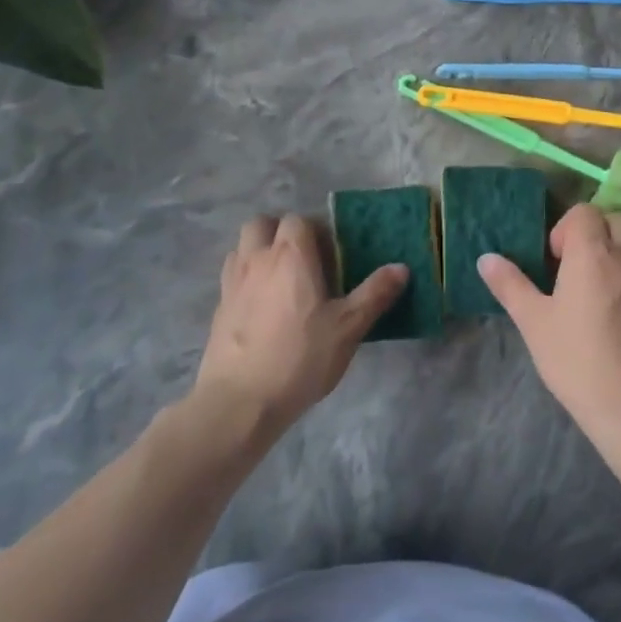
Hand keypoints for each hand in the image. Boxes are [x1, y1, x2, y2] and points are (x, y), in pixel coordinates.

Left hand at [194, 214, 406, 432]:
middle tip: (303, 260)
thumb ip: (375, 294)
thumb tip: (401, 267)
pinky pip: (232, 278)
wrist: (240, 401)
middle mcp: (257, 259)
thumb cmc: (301, 357)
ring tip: (281, 280)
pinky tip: (262, 308)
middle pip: (262, 224)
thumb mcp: (348, 328)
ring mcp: (232, 283)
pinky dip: (246, 280)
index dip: (316, 230)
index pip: (299, 220)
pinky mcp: (218, 309)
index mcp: (291, 255)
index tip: (332, 255)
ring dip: (259, 252)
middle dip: (281, 232)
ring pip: (241, 248)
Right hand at [478, 205, 620, 437]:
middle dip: (595, 233)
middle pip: (616, 220)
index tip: (554, 260)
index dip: (566, 228)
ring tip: (594, 289)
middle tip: (574, 267)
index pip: (585, 212)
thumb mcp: (533, 321)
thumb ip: (510, 285)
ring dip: (615, 253)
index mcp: (593, 253)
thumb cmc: (576, 357)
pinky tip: (616, 314)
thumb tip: (486, 259)